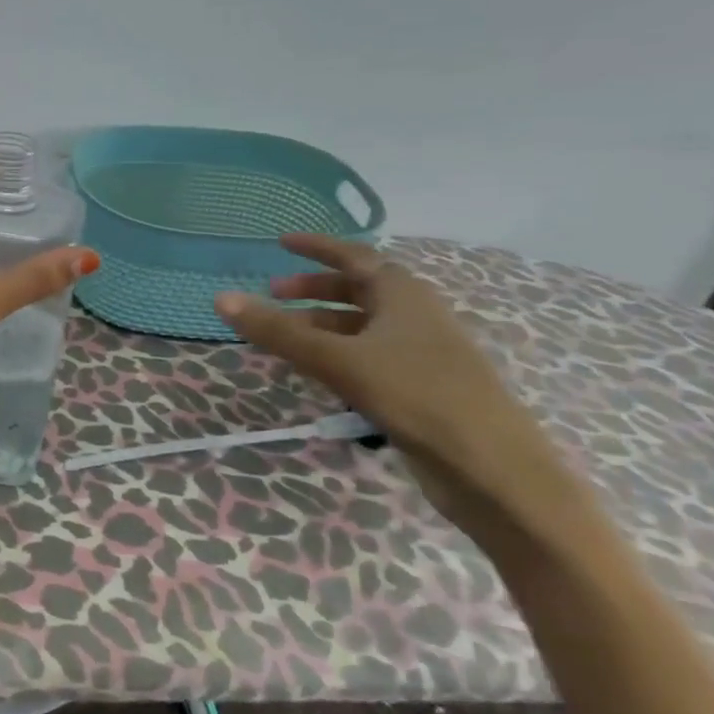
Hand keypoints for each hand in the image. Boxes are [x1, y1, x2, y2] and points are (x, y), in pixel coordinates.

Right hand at [214, 234, 593, 551]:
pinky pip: (369, 356)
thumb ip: (278, 331)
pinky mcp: (421, 388)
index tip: (281, 243)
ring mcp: (421, 354)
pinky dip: (337, 353)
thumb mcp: (337, 360)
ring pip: (362, 326)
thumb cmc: (417, 396)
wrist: (493, 470)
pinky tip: (318, 374)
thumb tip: (221, 299)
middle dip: (313, 290)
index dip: (317, 248)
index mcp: (404, 296)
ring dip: (321, 324)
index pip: (355, 257)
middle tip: (272, 295)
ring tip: (283, 338)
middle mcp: (415, 317)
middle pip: (358, 290)